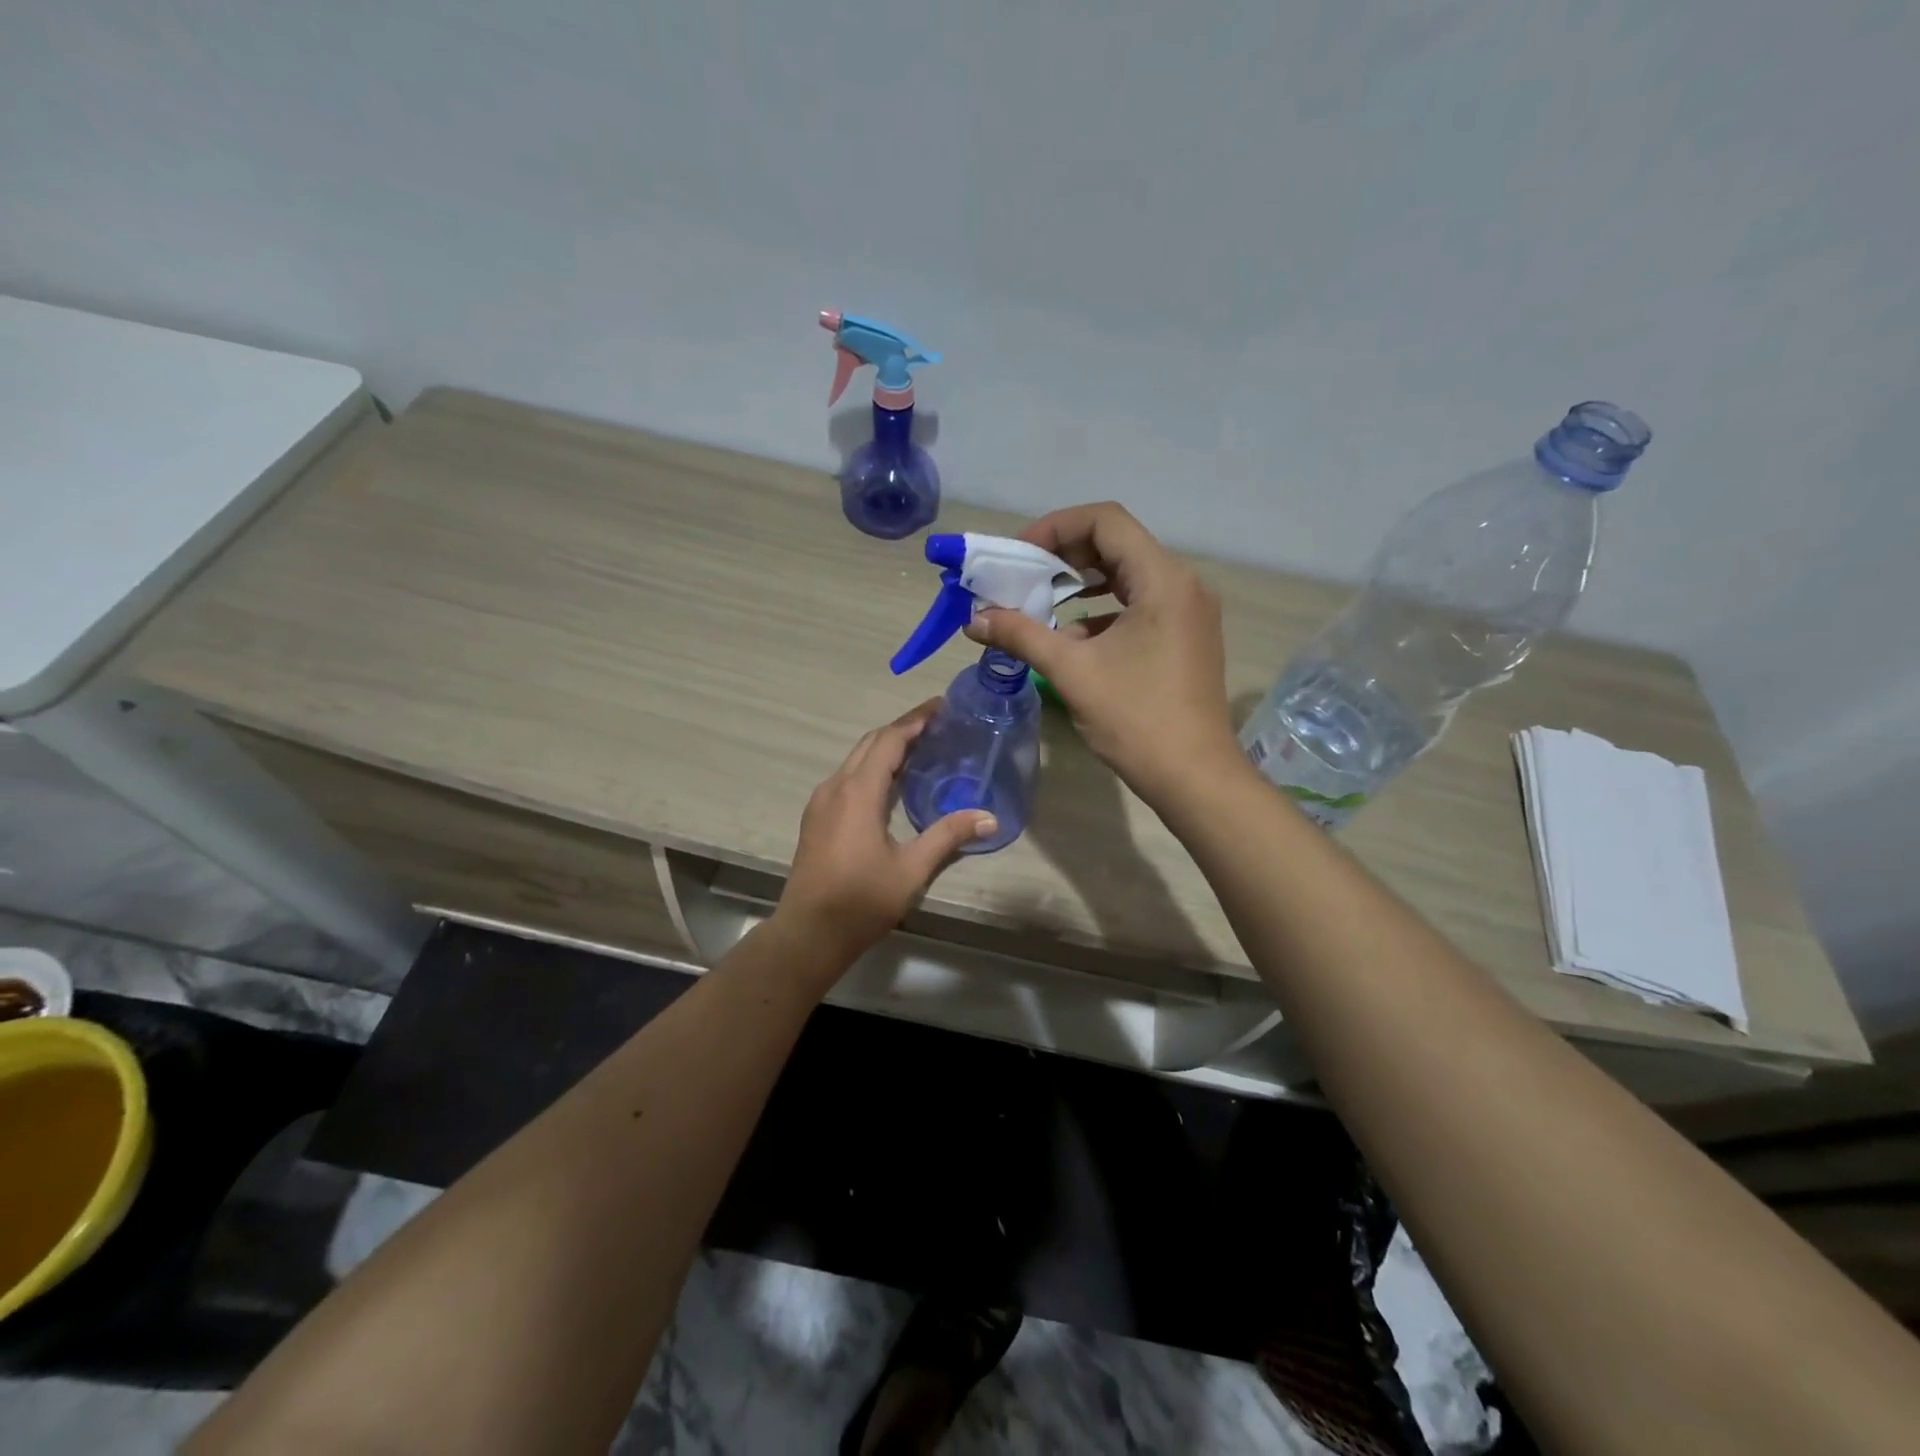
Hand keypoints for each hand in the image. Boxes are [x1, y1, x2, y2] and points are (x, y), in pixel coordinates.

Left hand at [773, 702, 996, 973]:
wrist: (809, 933)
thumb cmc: (861, 900)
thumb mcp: (912, 869)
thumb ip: (948, 836)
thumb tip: (990, 817)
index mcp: (858, 791)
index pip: (889, 740)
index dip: (915, 720)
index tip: (941, 707)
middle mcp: (835, 787)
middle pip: (870, 743)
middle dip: (902, 729)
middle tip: (937, 725)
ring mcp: (821, 802)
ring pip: (856, 760)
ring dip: (886, 748)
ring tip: (920, 749)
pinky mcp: (816, 818)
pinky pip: (847, 778)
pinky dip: (872, 768)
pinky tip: (891, 784)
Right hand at [964, 502, 1239, 808]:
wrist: (1194, 778)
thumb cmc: (1136, 720)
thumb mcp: (1072, 672)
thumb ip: (1021, 635)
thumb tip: (974, 619)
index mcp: (1162, 579)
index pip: (1105, 520)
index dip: (1055, 527)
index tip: (1019, 556)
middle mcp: (1182, 583)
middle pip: (1116, 543)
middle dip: (1063, 555)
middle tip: (1022, 578)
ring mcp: (1189, 611)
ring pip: (1128, 575)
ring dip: (1081, 582)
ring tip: (1040, 602)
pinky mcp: (1186, 636)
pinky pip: (1139, 604)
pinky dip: (1103, 610)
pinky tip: (1073, 637)